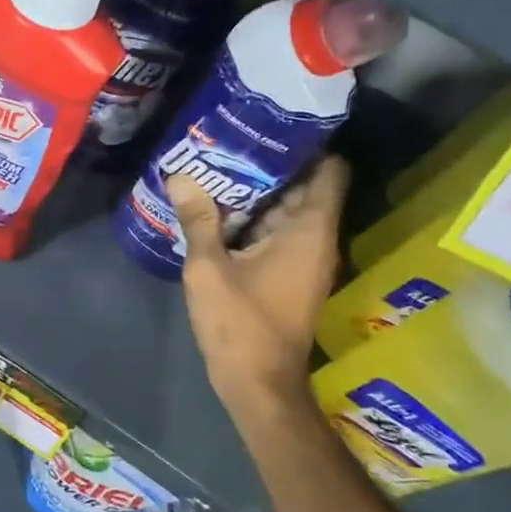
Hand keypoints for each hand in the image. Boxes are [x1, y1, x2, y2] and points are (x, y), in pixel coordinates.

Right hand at [167, 157, 349, 411]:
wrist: (258, 385)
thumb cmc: (240, 324)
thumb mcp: (209, 268)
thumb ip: (198, 219)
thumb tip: (181, 175)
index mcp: (309, 232)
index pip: (329, 171)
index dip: (307, 145)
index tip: (272, 126)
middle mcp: (316, 240)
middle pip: (304, 187)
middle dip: (270, 164)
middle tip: (230, 140)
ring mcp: (304, 260)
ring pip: (287, 211)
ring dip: (258, 192)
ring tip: (217, 166)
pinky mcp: (289, 276)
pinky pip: (277, 233)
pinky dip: (254, 219)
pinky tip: (217, 208)